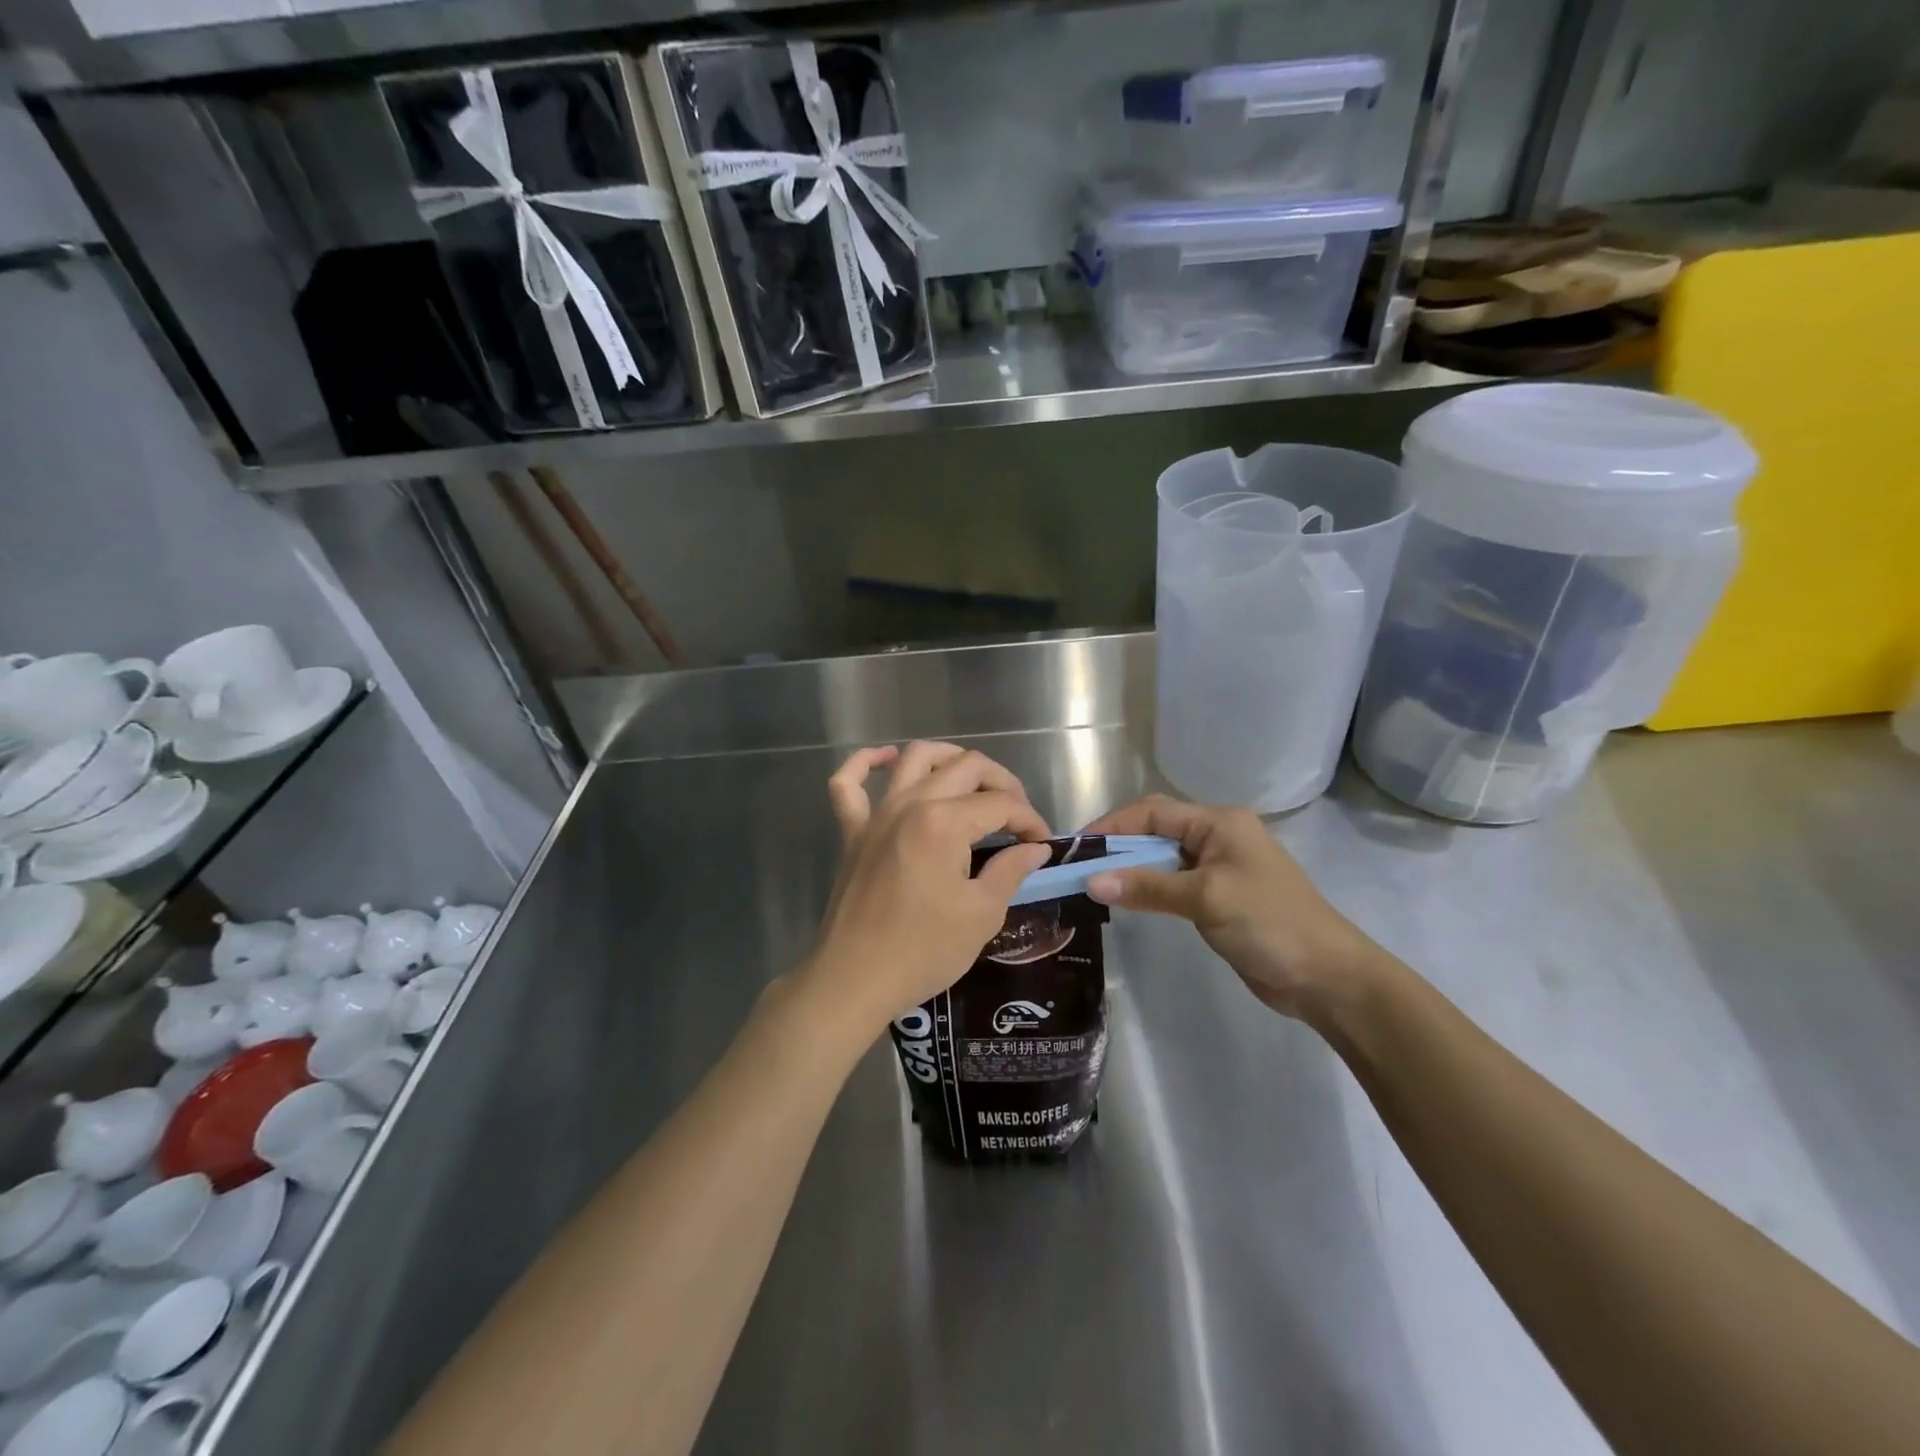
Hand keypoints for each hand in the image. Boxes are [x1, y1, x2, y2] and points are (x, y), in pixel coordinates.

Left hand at [799, 742, 1052, 1037]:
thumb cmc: (923, 951)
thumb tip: (1035, 848)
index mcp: (943, 823)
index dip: (1029, 819)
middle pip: (965, 767)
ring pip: (914, 759)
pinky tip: (887, 759)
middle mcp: (909, 804)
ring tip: (973, 778)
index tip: (1042, 844)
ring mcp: (876, 815)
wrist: (855, 980)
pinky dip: (865, 763)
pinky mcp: (852, 832)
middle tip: (1017, 816)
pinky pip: (848, 783)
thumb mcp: (982, 914)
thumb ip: (1011, 870)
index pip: (1000, 804)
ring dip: (949, 758)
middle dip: (1002, 783)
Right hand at [1083, 795, 1379, 1022]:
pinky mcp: (1218, 898)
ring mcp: (1218, 868)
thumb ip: (1148, 887)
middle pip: (1155, 831)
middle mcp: (1217, 837)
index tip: (1077, 848)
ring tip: (1093, 885)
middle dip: (1117, 846)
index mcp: (1219, 822)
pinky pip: (1172, 884)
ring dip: (1130, 869)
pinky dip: (1147, 889)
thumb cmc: (1270, 923)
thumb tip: (1091, 882)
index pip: (1153, 812)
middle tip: (1079, 869)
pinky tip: (1126, 902)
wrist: (1327, 977)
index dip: (1113, 825)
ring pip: (1162, 859)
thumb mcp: (1206, 899)